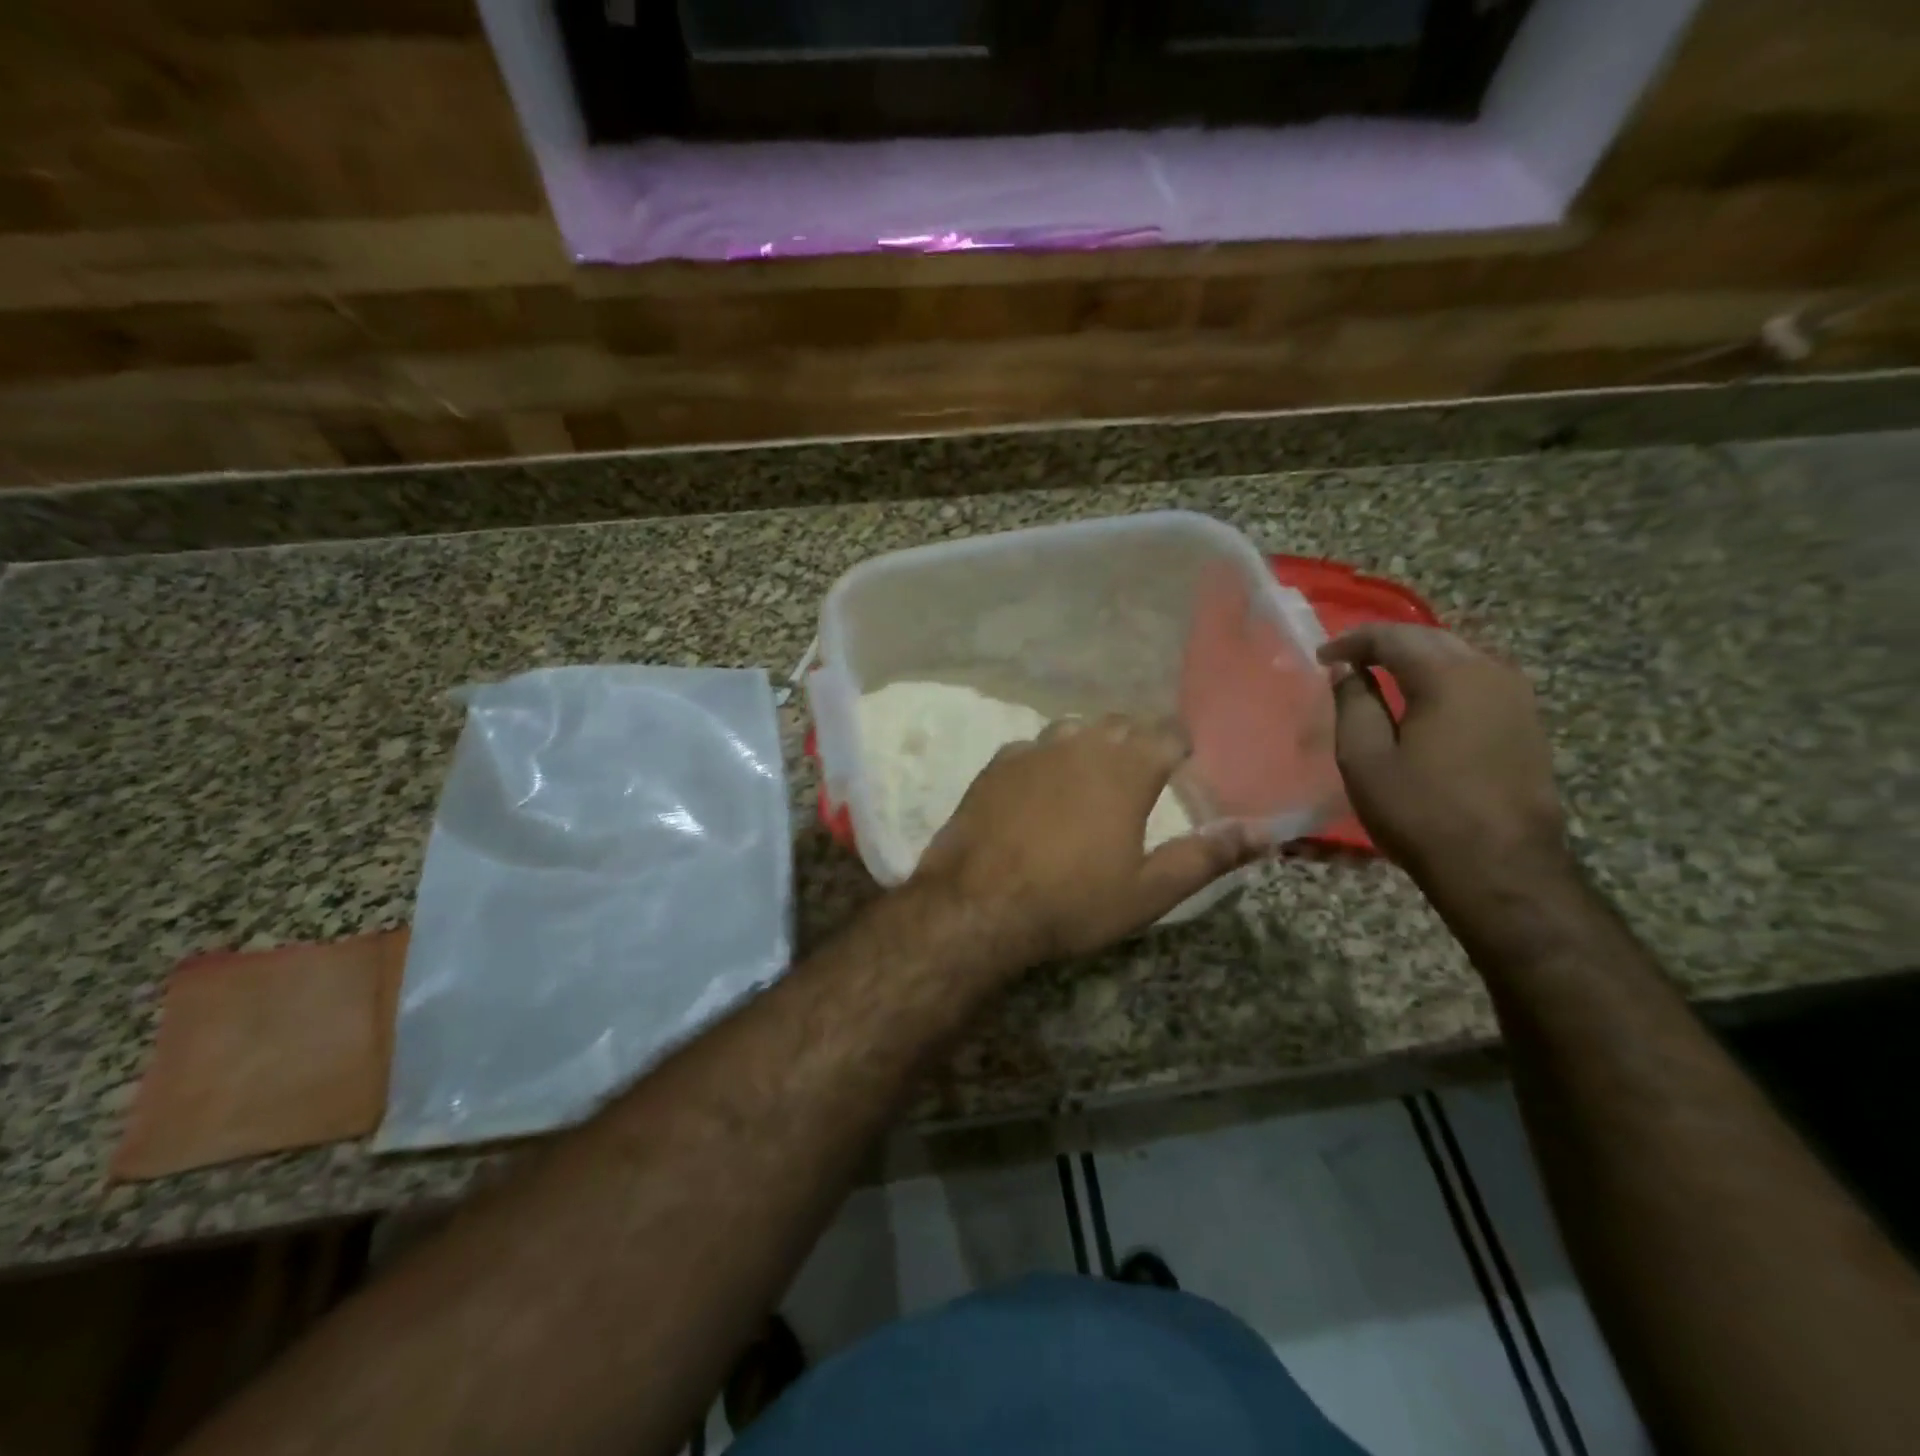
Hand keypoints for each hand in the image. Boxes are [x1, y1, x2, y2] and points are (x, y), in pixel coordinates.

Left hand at [911, 715, 1255, 964]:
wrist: (978, 905)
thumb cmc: (1072, 901)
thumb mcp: (1149, 890)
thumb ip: (1207, 856)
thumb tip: (1264, 833)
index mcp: (1126, 769)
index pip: (1168, 734)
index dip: (1181, 745)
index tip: (1186, 763)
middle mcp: (1081, 745)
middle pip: (1120, 724)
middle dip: (1138, 740)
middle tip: (1144, 772)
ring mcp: (1033, 750)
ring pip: (1073, 729)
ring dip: (1091, 744)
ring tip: (1093, 775)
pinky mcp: (996, 764)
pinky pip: (1032, 747)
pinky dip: (1046, 760)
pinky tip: (1040, 787)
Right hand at [1317, 625, 1568, 883]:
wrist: (1501, 868)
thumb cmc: (1420, 812)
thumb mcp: (1365, 759)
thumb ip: (1353, 703)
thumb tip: (1346, 669)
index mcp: (1447, 677)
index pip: (1392, 637)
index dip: (1352, 641)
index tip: (1321, 657)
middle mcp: (1490, 673)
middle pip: (1431, 638)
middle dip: (1386, 643)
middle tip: (1348, 660)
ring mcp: (1518, 697)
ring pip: (1460, 655)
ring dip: (1418, 657)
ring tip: (1383, 674)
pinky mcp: (1528, 722)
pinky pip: (1480, 679)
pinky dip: (1445, 677)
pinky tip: (1426, 699)